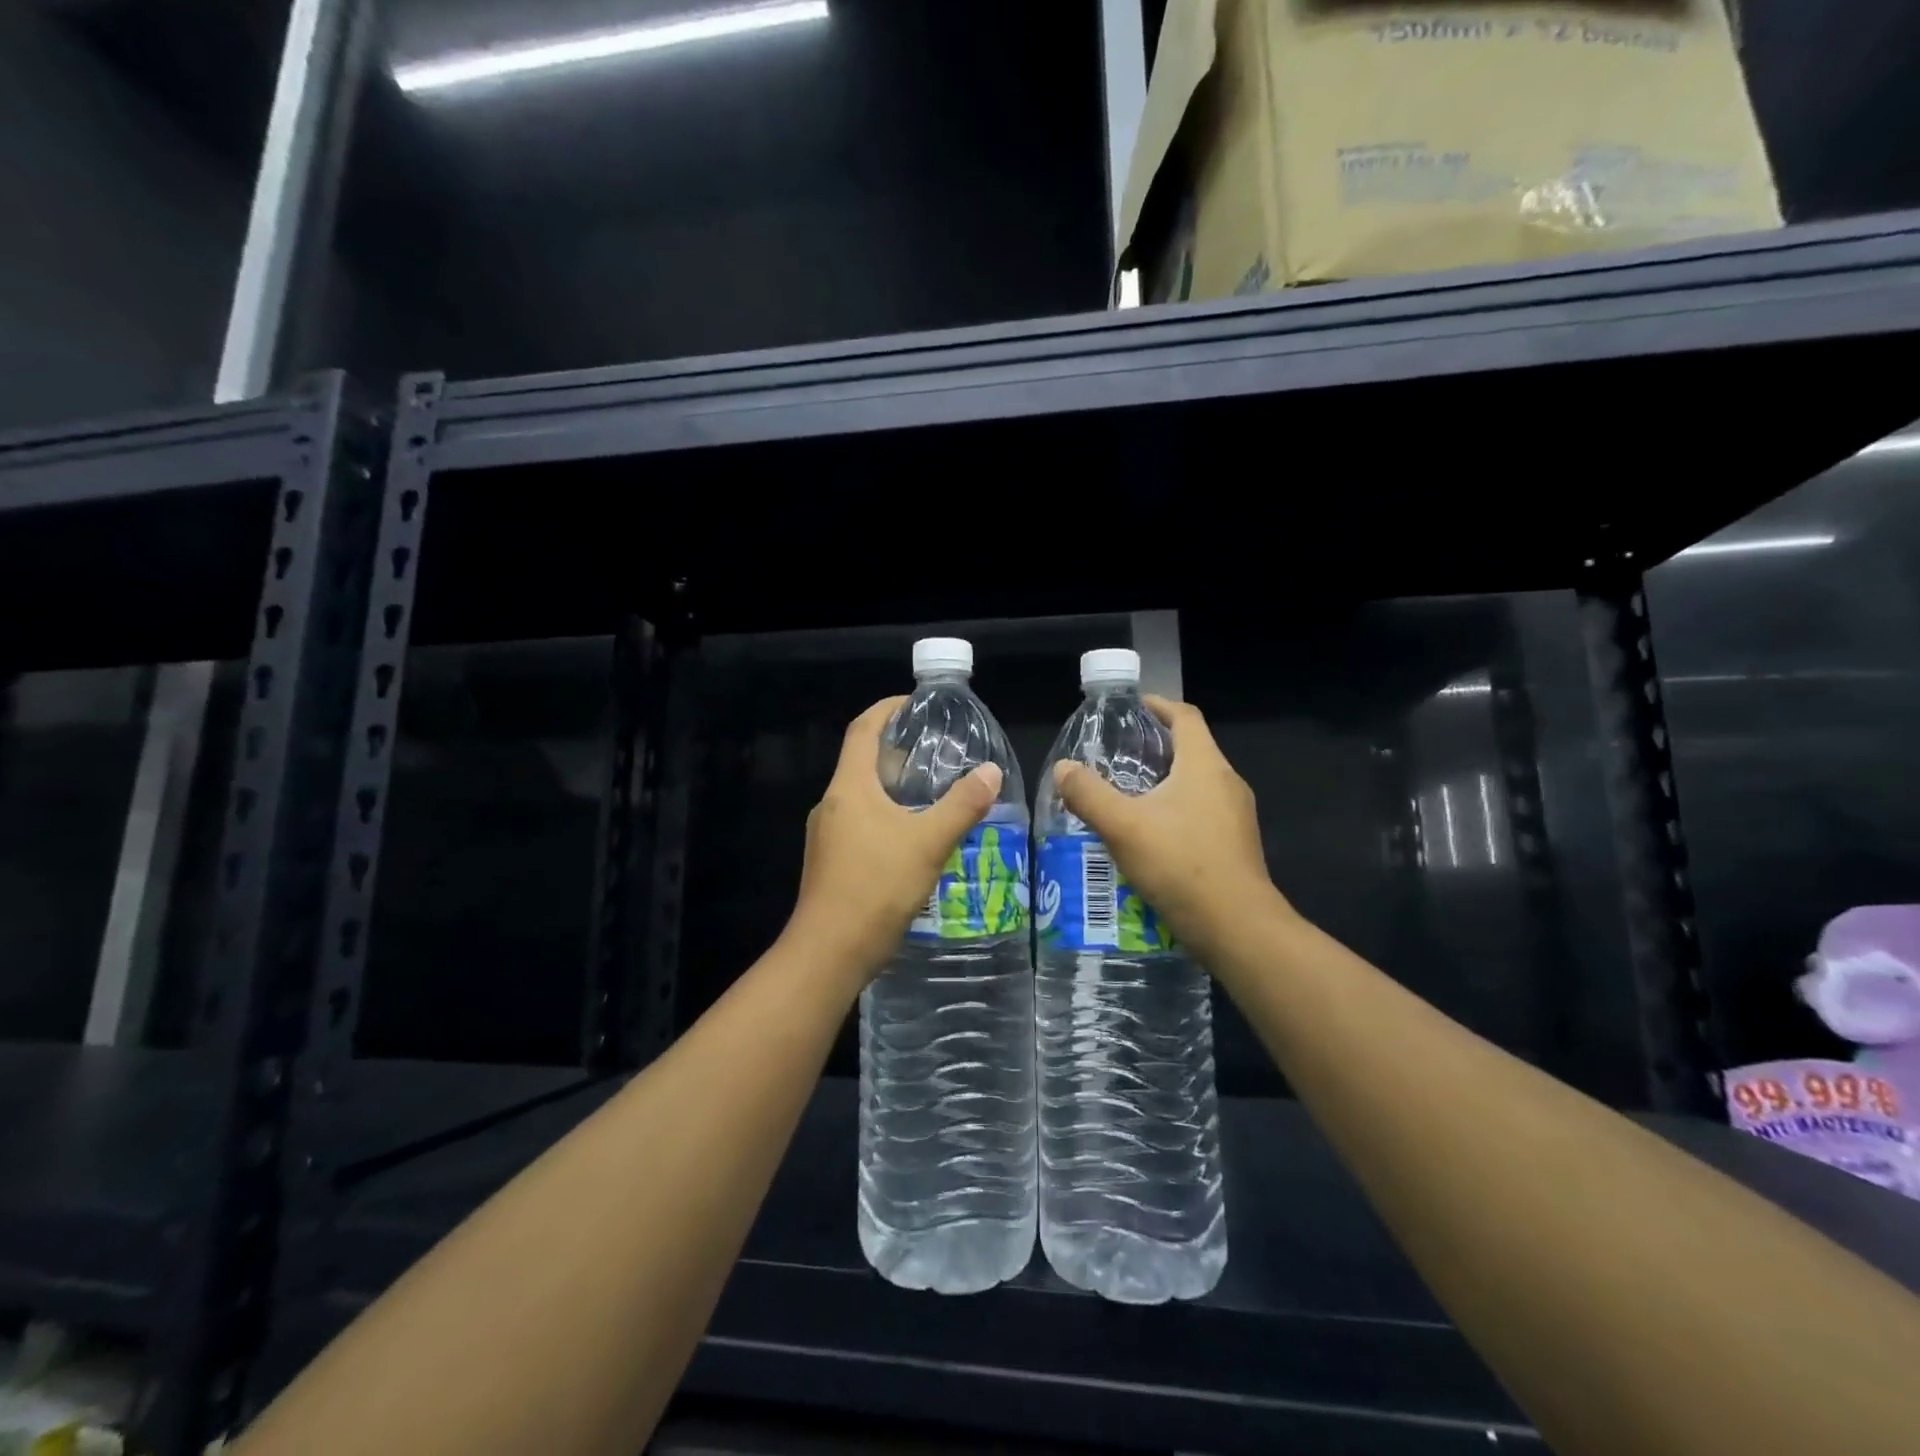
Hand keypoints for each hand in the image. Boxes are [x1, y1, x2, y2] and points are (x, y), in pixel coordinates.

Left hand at [786, 696, 1003, 985]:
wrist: (828, 954)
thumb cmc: (876, 887)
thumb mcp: (928, 843)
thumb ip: (962, 806)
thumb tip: (992, 772)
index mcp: (849, 788)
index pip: (862, 730)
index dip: (886, 709)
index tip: (914, 703)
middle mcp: (831, 805)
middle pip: (862, 762)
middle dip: (896, 751)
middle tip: (936, 751)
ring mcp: (826, 836)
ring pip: (861, 797)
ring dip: (892, 788)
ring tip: (931, 793)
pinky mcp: (830, 863)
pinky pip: (859, 825)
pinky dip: (886, 817)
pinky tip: (912, 838)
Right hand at [1054, 696, 1285, 960]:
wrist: (1237, 928)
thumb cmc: (1180, 865)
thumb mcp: (1123, 826)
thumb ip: (1089, 794)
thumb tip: (1063, 768)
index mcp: (1205, 765)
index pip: (1185, 717)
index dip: (1158, 706)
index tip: (1131, 708)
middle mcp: (1227, 783)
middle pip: (1192, 749)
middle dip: (1155, 747)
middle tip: (1116, 756)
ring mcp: (1236, 816)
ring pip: (1196, 784)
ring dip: (1163, 782)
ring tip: (1125, 795)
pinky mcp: (1235, 845)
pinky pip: (1201, 813)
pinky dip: (1174, 811)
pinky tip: (1148, 836)